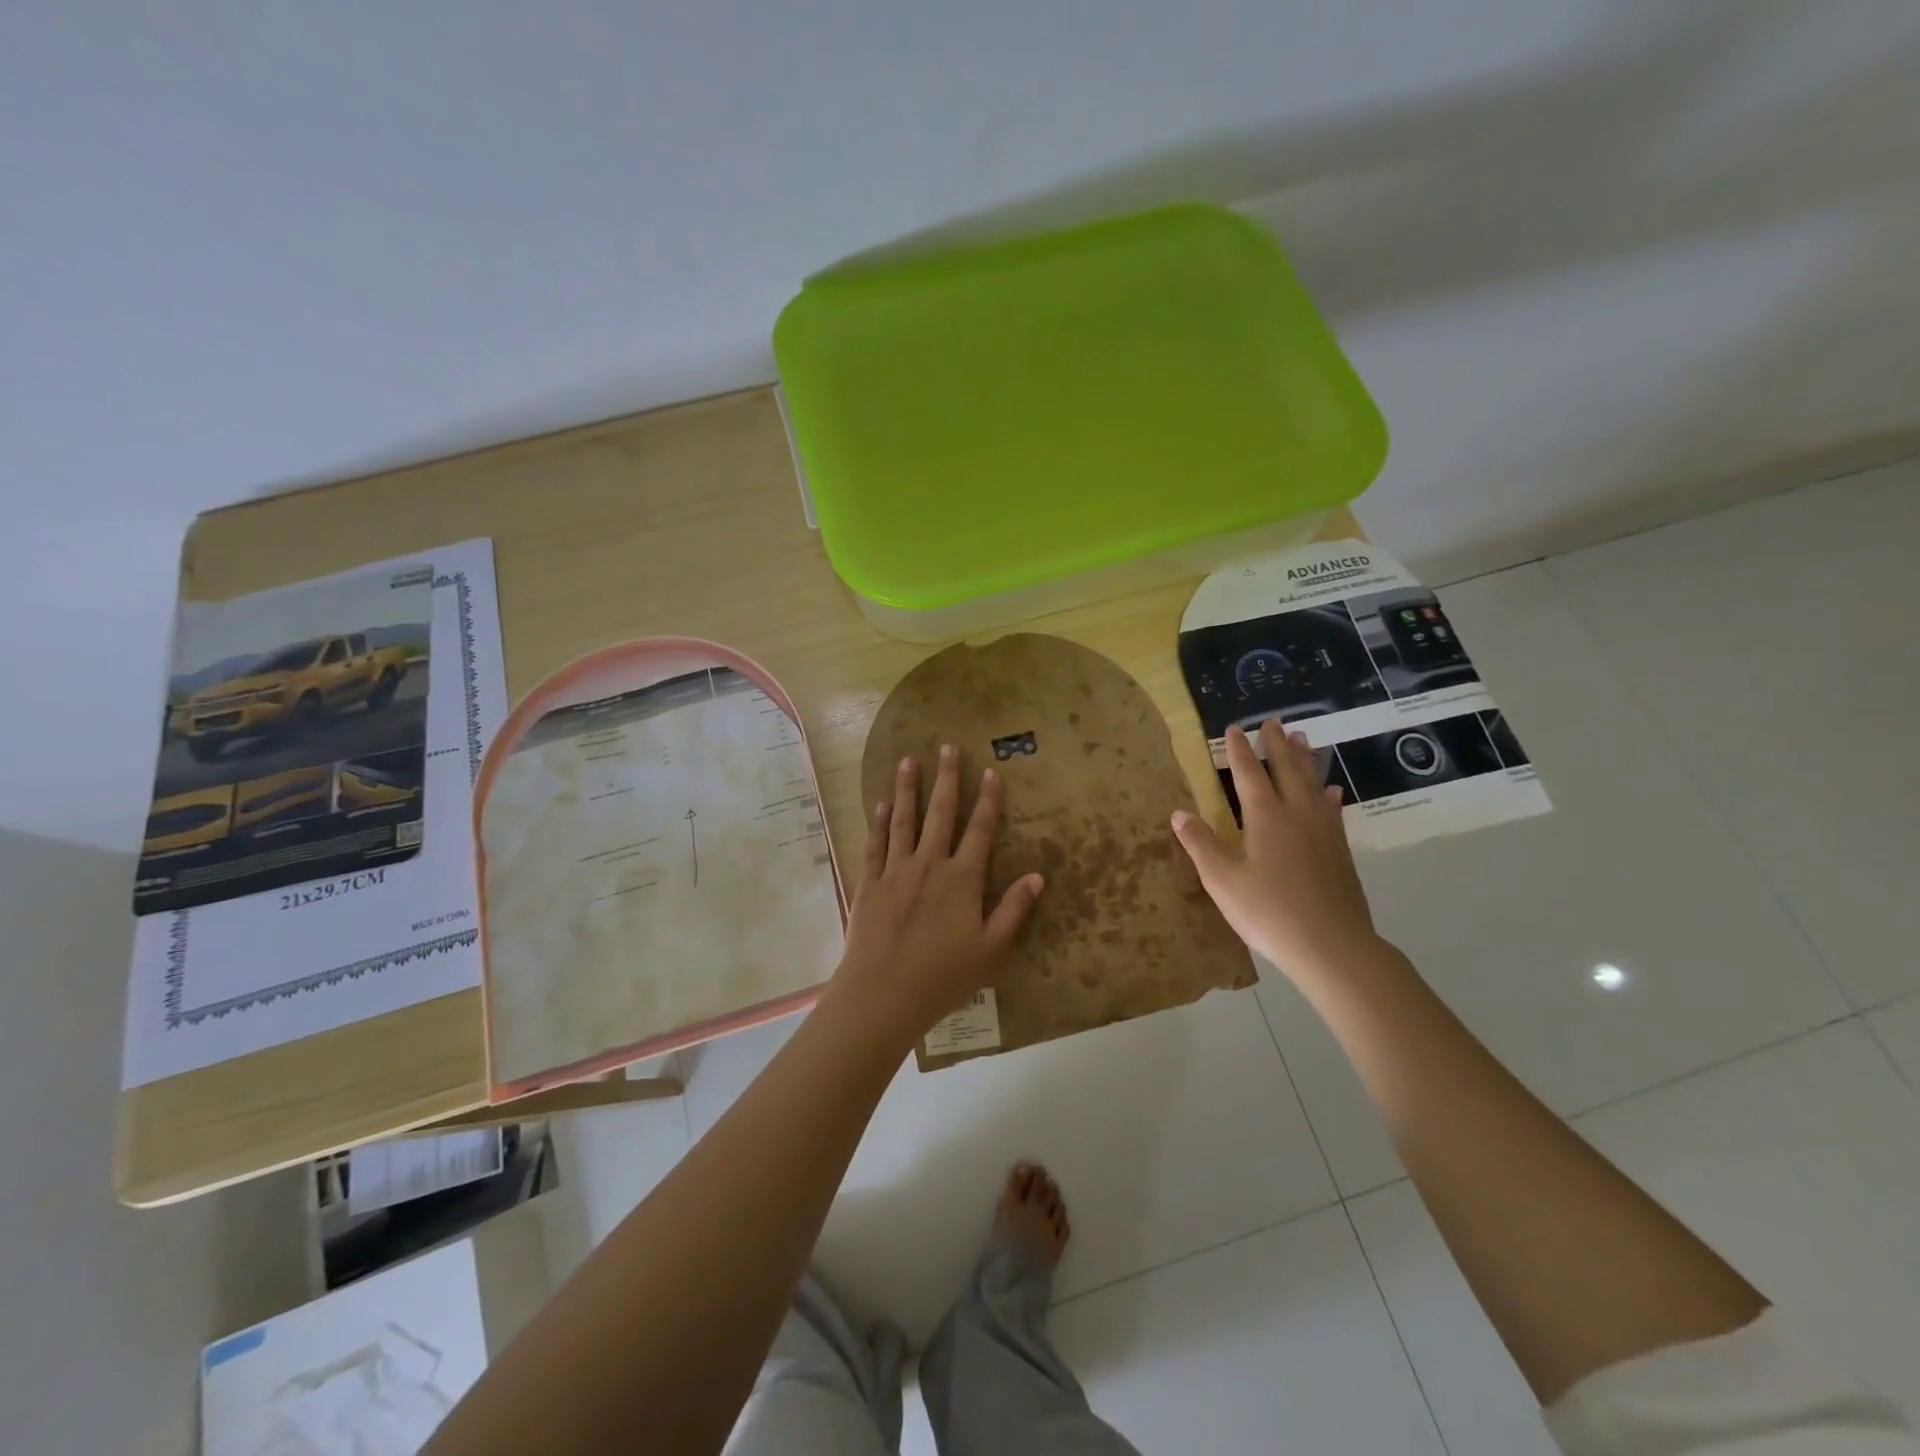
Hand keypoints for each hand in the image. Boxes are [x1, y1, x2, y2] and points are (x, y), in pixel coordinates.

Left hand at [830, 745, 1044, 1041]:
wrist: (884, 994)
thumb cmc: (944, 976)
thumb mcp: (992, 949)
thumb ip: (1014, 910)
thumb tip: (1038, 876)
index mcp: (962, 879)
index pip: (980, 830)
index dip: (988, 799)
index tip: (990, 771)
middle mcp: (930, 864)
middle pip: (941, 814)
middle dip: (946, 779)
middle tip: (948, 747)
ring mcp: (896, 871)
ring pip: (904, 820)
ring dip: (907, 789)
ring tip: (908, 760)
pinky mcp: (870, 883)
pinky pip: (876, 844)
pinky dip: (880, 822)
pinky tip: (881, 803)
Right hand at [1171, 721, 1379, 984]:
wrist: (1331, 945)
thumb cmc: (1268, 911)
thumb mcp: (1222, 880)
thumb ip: (1200, 844)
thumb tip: (1179, 812)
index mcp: (1265, 817)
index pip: (1249, 774)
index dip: (1239, 750)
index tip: (1233, 728)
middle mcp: (1297, 814)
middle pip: (1287, 770)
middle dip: (1277, 744)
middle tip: (1272, 721)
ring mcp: (1323, 831)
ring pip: (1313, 784)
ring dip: (1305, 759)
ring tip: (1303, 738)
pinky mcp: (1339, 851)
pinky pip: (1332, 810)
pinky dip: (1327, 795)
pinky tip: (1330, 792)